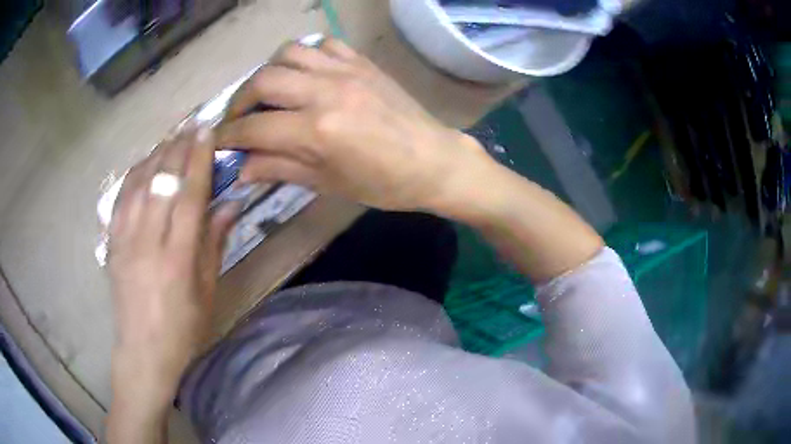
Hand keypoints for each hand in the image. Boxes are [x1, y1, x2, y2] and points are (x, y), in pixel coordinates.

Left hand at [106, 128, 238, 442]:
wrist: (143, 351)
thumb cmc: (183, 329)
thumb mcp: (207, 293)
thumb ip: (214, 244)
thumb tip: (230, 203)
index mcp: (177, 257)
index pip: (188, 194)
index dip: (198, 158)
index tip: (206, 131)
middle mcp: (148, 241)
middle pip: (161, 180)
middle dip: (178, 147)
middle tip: (191, 124)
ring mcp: (125, 240)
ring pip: (138, 183)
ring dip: (156, 154)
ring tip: (170, 137)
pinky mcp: (112, 244)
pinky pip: (121, 198)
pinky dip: (133, 174)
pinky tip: (143, 163)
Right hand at [216, 38, 490, 211]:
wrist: (434, 160)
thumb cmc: (384, 183)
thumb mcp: (327, 183)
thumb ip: (279, 169)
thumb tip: (241, 168)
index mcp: (318, 129)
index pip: (255, 127)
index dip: (229, 136)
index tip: (218, 141)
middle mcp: (327, 90)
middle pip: (264, 80)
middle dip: (240, 100)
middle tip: (238, 118)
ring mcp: (346, 70)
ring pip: (289, 53)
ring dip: (269, 72)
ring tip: (268, 93)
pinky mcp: (362, 62)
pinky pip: (323, 44)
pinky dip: (305, 55)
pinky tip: (304, 74)